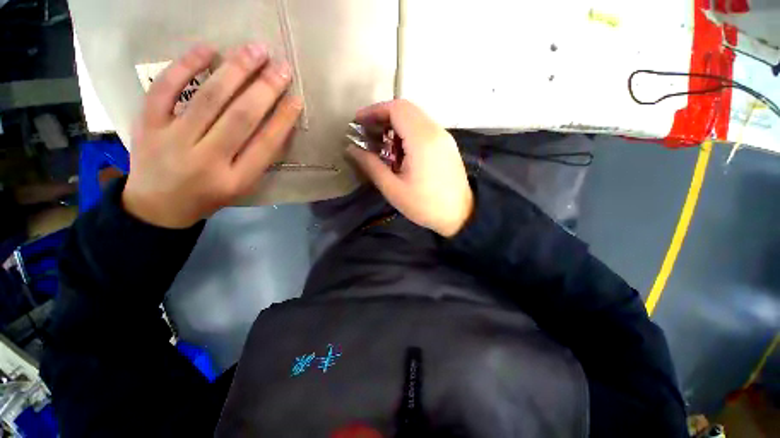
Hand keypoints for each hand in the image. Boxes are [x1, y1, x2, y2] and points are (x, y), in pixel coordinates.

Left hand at [122, 43, 301, 227]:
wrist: (158, 207)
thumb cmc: (209, 196)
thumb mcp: (242, 185)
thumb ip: (259, 157)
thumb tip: (279, 123)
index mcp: (235, 179)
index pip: (265, 144)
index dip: (283, 119)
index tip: (296, 98)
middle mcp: (206, 160)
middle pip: (240, 117)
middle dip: (264, 89)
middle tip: (281, 67)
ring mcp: (172, 140)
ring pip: (208, 98)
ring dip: (235, 70)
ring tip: (255, 50)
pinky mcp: (147, 125)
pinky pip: (164, 89)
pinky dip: (184, 65)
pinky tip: (207, 49)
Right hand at [347, 99, 472, 236]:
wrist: (460, 216)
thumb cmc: (425, 206)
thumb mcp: (393, 189)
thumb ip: (371, 166)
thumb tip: (351, 150)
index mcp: (422, 140)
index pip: (396, 109)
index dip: (374, 111)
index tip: (358, 123)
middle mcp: (435, 131)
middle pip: (406, 109)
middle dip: (383, 116)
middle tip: (367, 133)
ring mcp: (444, 137)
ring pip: (416, 117)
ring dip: (395, 124)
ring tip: (381, 144)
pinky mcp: (447, 145)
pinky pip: (425, 128)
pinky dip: (408, 132)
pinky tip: (400, 151)